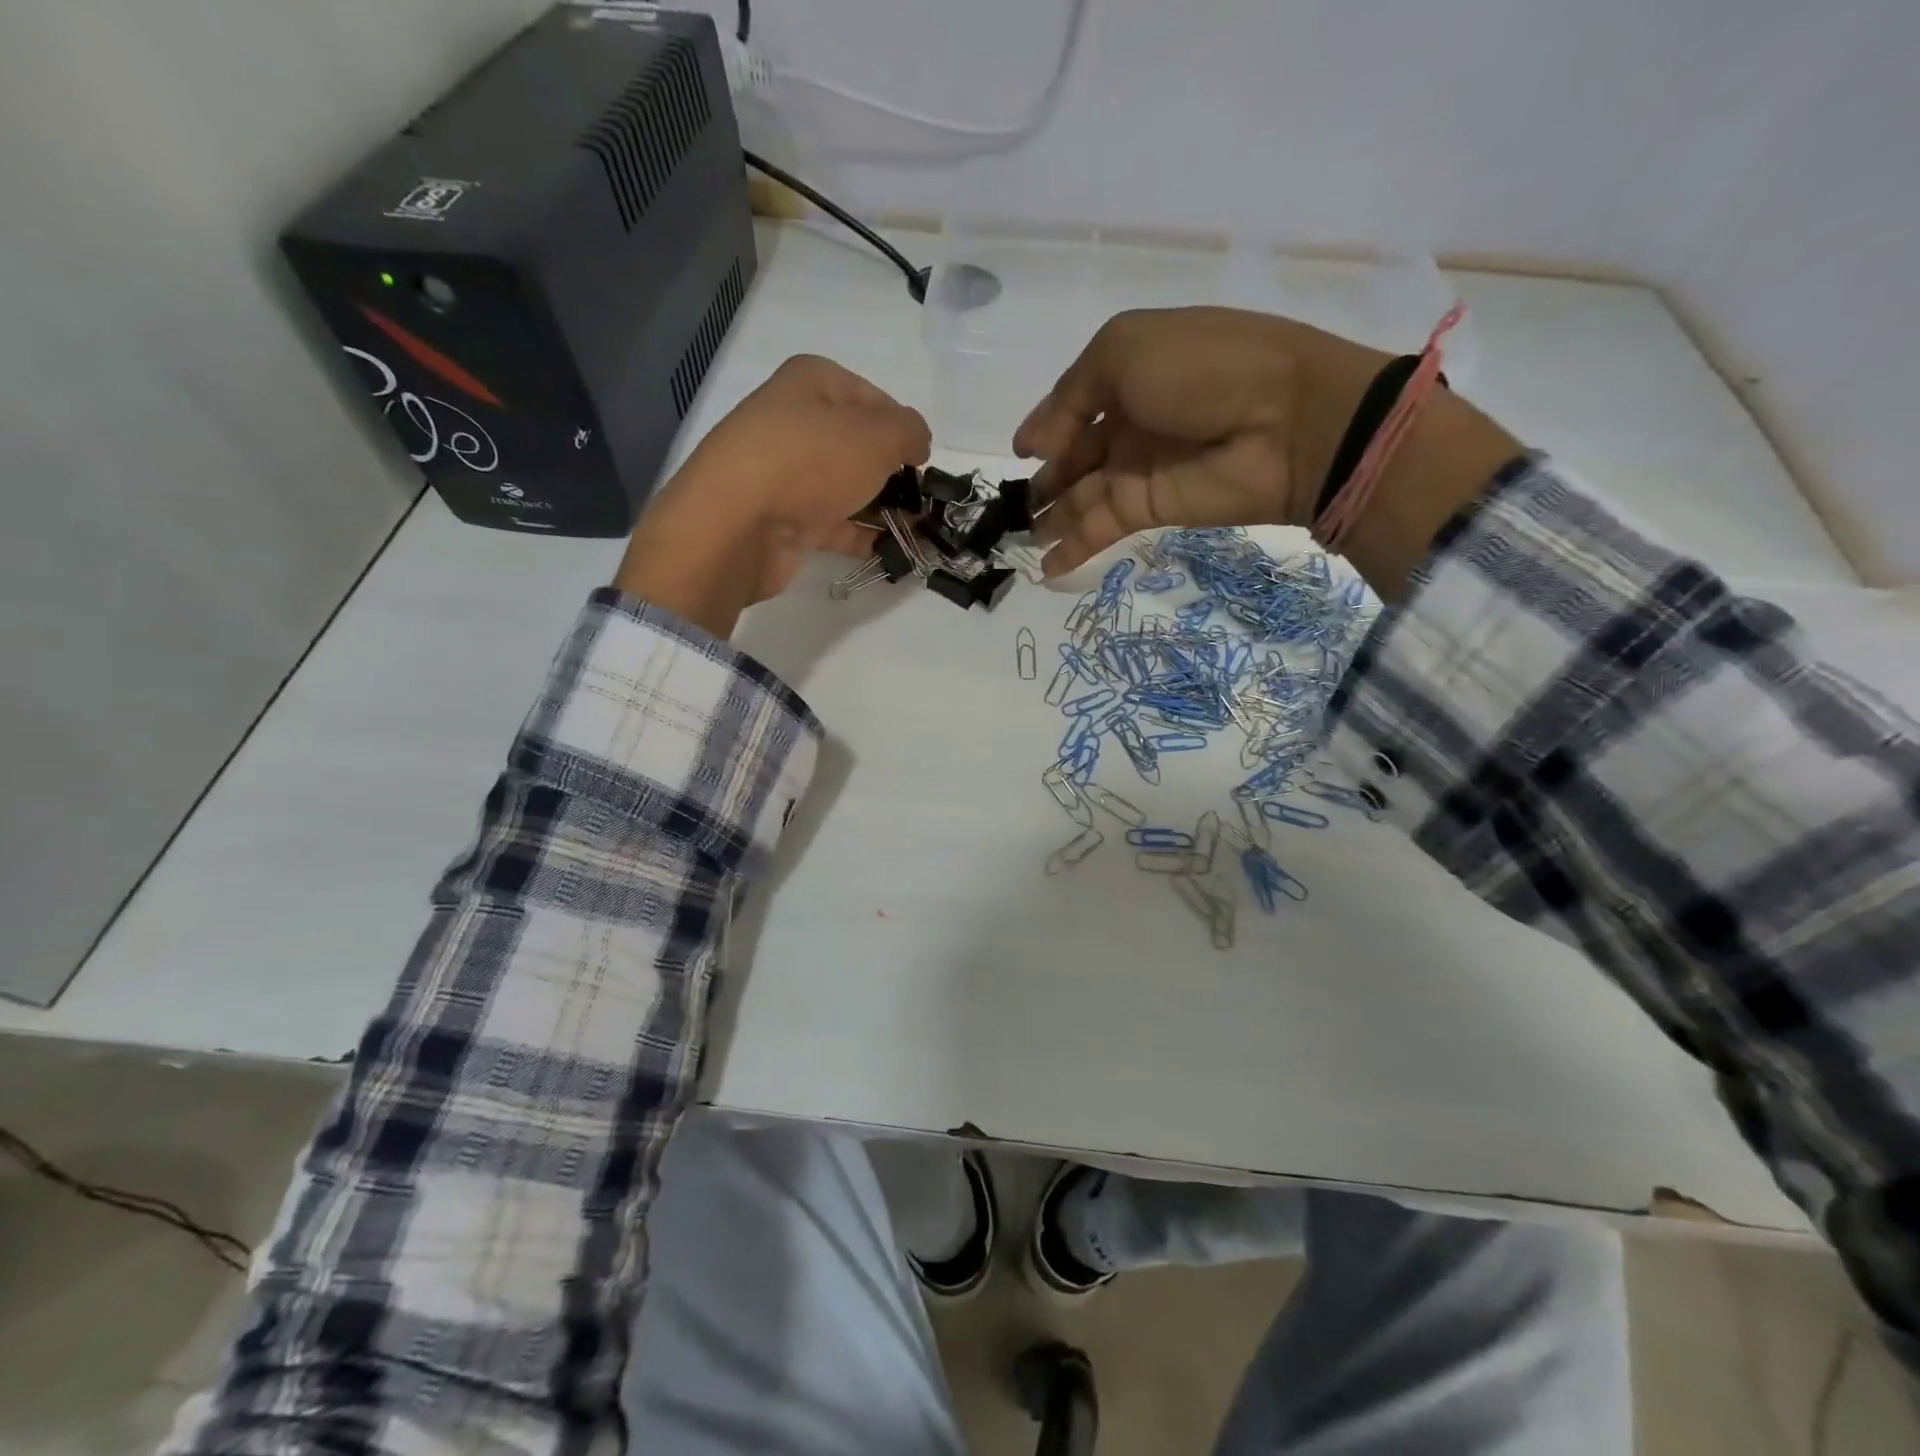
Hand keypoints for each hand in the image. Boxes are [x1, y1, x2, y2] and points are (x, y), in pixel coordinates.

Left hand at [615, 356, 930, 636]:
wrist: (738, 524)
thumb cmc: (811, 461)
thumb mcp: (878, 434)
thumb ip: (910, 431)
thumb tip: (917, 442)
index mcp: (810, 383)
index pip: (871, 396)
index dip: (902, 426)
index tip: (923, 458)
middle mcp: (794, 423)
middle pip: (857, 444)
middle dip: (893, 472)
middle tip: (923, 498)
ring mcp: (785, 474)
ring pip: (846, 487)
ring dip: (883, 508)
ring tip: (918, 530)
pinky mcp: (784, 519)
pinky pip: (834, 524)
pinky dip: (863, 536)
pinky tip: (893, 551)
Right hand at [1014, 308, 1392, 577]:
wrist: (1283, 420)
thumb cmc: (1201, 369)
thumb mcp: (1124, 350)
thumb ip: (1070, 396)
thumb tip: (1034, 446)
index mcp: (1128, 374)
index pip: (1074, 405)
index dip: (1045, 428)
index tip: (1020, 453)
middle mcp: (1131, 423)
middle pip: (1075, 457)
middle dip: (1044, 480)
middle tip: (1013, 508)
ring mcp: (1140, 469)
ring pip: (1081, 497)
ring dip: (1051, 518)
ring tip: (1020, 539)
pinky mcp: (1150, 510)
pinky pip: (1101, 528)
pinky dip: (1072, 548)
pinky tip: (1044, 566)